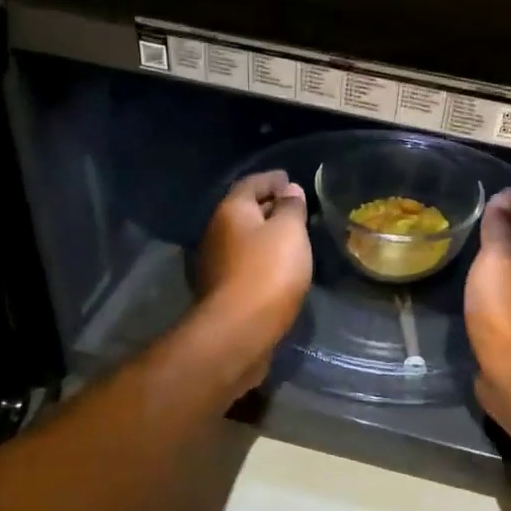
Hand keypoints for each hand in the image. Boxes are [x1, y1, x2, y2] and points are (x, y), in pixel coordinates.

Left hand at [198, 170, 313, 386]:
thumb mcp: (290, 231)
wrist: (239, 330)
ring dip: (264, 235)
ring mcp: (215, 263)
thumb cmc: (268, 272)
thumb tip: (289, 190)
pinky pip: (244, 263)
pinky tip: (278, 267)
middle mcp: (216, 232)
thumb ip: (291, 207)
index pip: (251, 183)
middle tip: (295, 208)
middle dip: (268, 206)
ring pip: (243, 239)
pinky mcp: (222, 290)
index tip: (290, 179)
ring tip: (291, 237)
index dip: (272, 179)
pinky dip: (261, 258)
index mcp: (231, 211)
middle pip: (244, 211)